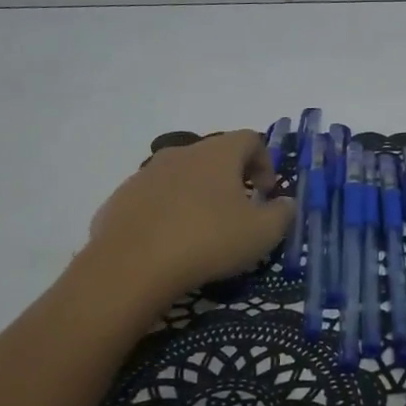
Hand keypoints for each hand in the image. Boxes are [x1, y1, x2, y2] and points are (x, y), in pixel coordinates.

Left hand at [85, 131, 292, 304]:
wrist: (131, 266)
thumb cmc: (208, 241)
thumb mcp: (262, 233)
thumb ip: (283, 213)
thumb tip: (285, 203)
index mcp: (217, 153)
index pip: (250, 139)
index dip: (265, 162)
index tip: (267, 193)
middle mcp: (181, 153)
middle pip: (214, 155)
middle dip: (231, 179)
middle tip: (239, 213)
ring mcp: (145, 174)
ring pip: (182, 176)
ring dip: (197, 195)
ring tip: (202, 231)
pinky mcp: (120, 199)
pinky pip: (154, 199)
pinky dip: (167, 213)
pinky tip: (169, 244)